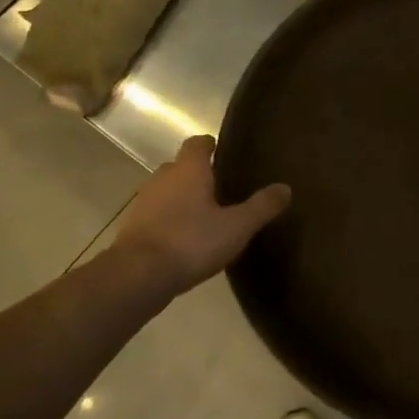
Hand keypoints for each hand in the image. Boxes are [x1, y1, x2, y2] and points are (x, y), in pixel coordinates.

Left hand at [105, 136, 290, 299]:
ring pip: (167, 191)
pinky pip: (156, 215)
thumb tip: (286, 188)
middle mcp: (163, 178)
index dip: (211, 145)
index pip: (198, 143)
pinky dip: (169, 220)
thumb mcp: (237, 226)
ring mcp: (144, 202)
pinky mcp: (133, 227)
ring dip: (182, 198)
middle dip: (198, 174)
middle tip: (221, 188)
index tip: (224, 152)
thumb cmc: (192, 241)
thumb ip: (262, 206)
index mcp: (189, 169)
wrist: (138, 275)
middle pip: (181, 166)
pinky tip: (185, 239)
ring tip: (205, 215)